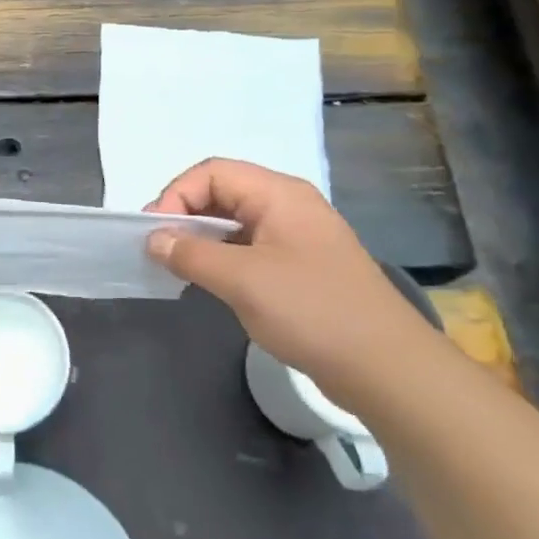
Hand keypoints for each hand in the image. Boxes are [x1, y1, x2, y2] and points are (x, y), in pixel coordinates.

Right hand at [145, 158, 436, 403]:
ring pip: (235, 221)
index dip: (176, 195)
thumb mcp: (242, 280)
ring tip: (178, 267)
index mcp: (279, 194)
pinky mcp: (301, 265)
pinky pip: (251, 246)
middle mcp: (289, 205)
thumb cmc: (311, 310)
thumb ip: (191, 254)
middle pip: (223, 192)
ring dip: (203, 238)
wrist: (384, 365)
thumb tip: (154, 239)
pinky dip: (223, 257)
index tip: (154, 234)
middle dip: (186, 215)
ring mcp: (297, 236)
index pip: (212, 172)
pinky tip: (210, 281)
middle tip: (159, 250)